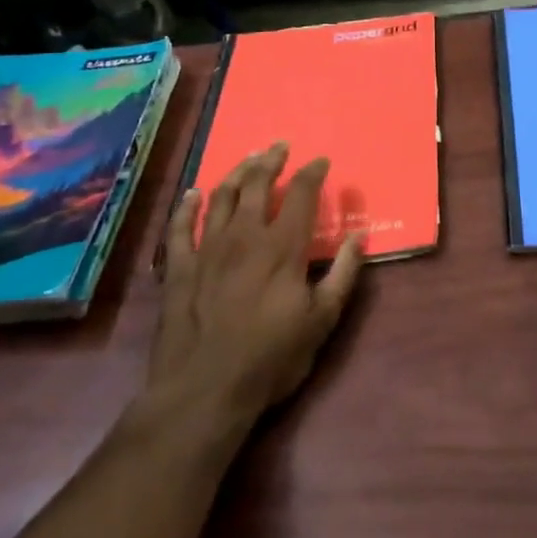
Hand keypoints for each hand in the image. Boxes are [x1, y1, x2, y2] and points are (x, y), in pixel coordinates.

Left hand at [147, 144, 364, 430]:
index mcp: (282, 246)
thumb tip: (357, 237)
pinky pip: (180, 227)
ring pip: (222, 197)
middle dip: (271, 161)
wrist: (204, 391)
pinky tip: (193, 193)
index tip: (321, 161)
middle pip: (258, 185)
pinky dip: (187, 206)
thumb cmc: (270, 358)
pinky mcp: (179, 268)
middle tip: (280, 146)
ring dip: (237, 173)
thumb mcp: (321, 321)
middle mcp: (244, 236)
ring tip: (248, 159)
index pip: (302, 195)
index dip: (313, 173)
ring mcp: (207, 249)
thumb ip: (343, 275)